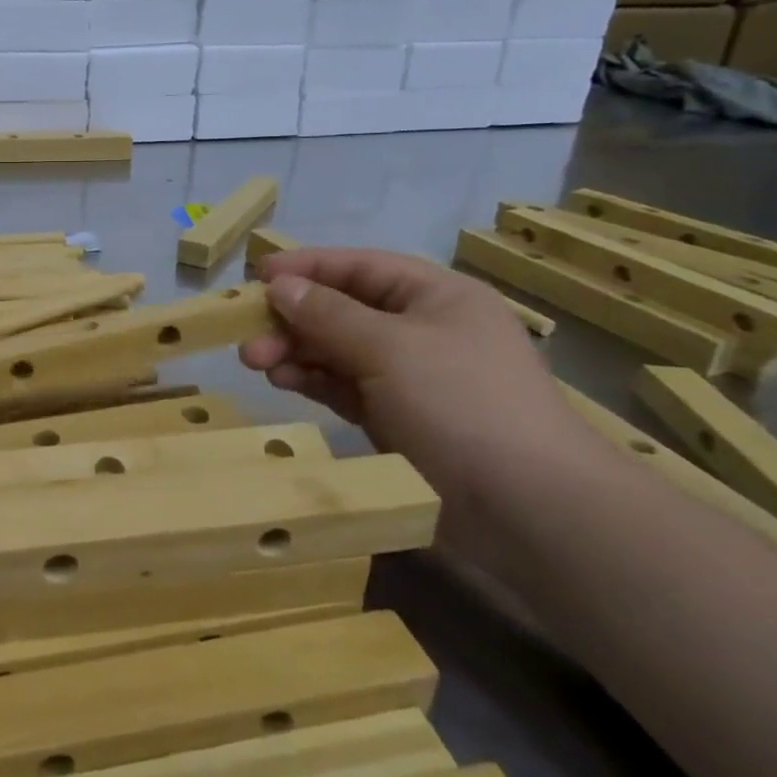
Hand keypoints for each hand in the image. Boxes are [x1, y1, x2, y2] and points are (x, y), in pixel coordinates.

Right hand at [240, 249, 583, 501]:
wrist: (528, 509)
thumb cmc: (460, 404)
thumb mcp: (389, 347)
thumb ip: (328, 314)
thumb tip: (280, 286)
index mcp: (436, 297)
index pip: (361, 267)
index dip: (308, 267)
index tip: (258, 274)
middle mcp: (424, 330)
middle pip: (344, 310)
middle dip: (294, 318)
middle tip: (247, 334)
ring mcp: (412, 377)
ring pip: (340, 350)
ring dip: (297, 351)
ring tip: (256, 362)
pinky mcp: (400, 419)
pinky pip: (346, 387)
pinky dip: (314, 381)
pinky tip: (284, 382)